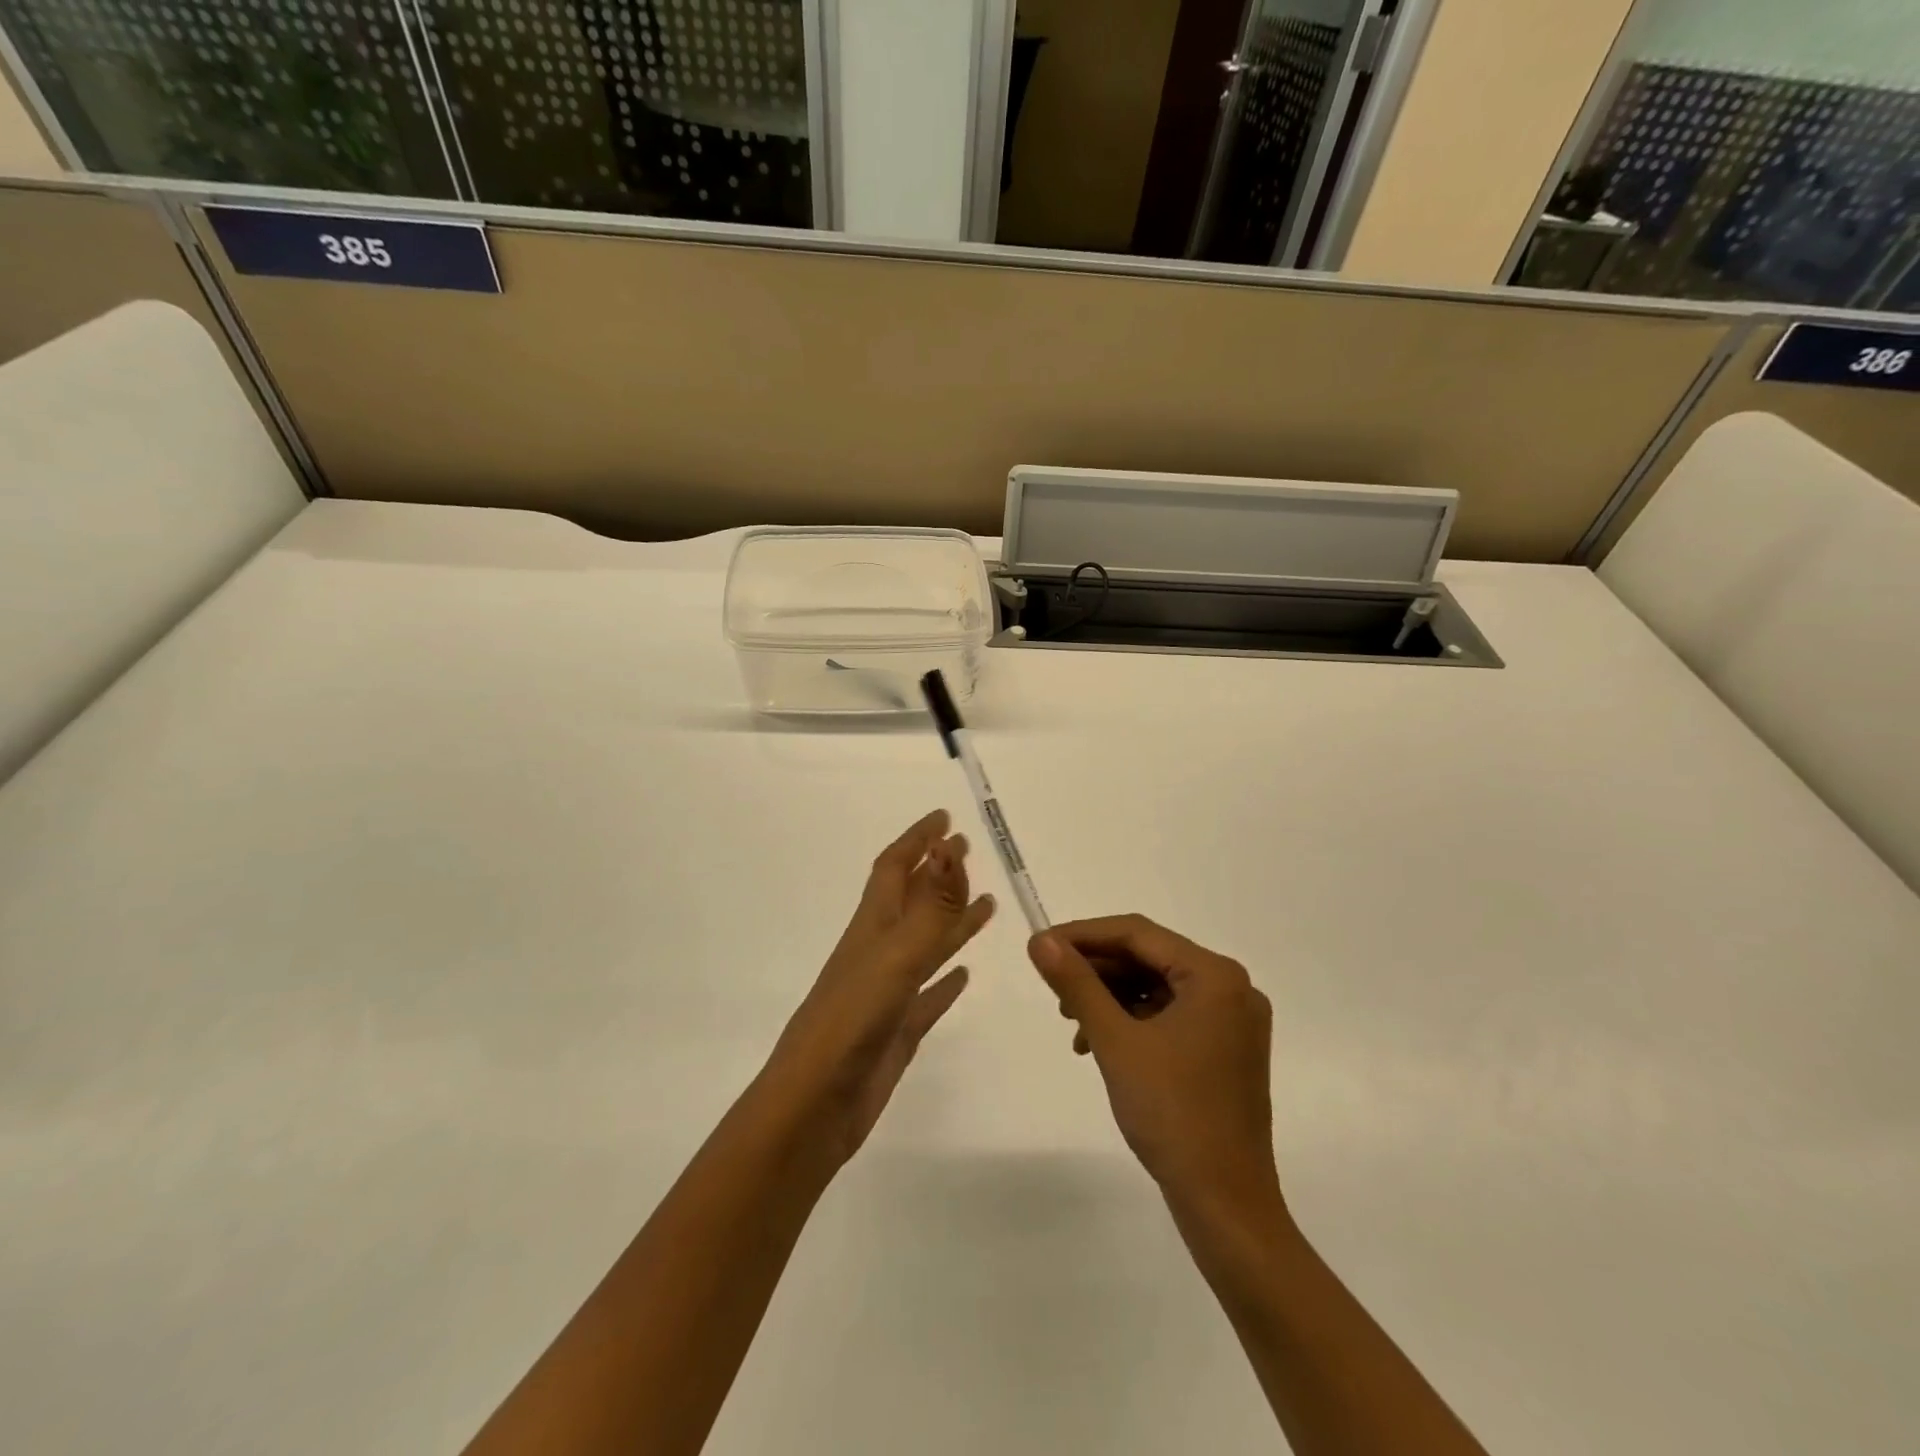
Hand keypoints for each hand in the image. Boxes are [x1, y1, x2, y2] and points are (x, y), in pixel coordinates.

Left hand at [764, 811, 993, 1164]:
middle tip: (966, 848)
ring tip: (986, 904)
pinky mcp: (897, 1030)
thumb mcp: (895, 958)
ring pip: (926, 944)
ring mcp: (887, 992)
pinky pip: (929, 995)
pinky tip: (963, 976)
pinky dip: (947, 980)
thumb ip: (930, 908)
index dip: (918, 840)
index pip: (895, 868)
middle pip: (911, 900)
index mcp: (872, 928)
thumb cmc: (850, 1023)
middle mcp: (879, 952)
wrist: (813, 1107)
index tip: (944, 818)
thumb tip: (951, 848)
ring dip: (952, 921)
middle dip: (937, 872)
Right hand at [1029, 916, 1280, 1219]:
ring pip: (1157, 988)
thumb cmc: (1172, 1114)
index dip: (1084, 935)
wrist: (1225, 1205)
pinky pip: (1171, 1016)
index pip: (1138, 934)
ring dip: (1111, 998)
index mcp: (1215, 976)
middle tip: (1053, 988)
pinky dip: (1132, 1022)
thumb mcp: (1115, 1041)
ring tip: (1071, 1022)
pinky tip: (1098, 1043)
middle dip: (1097, 971)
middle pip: (1149, 958)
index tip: (1041, 946)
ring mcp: (1232, 1022)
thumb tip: (1040, 940)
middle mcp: (1231, 988)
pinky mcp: (1225, 1050)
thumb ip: (1077, 983)